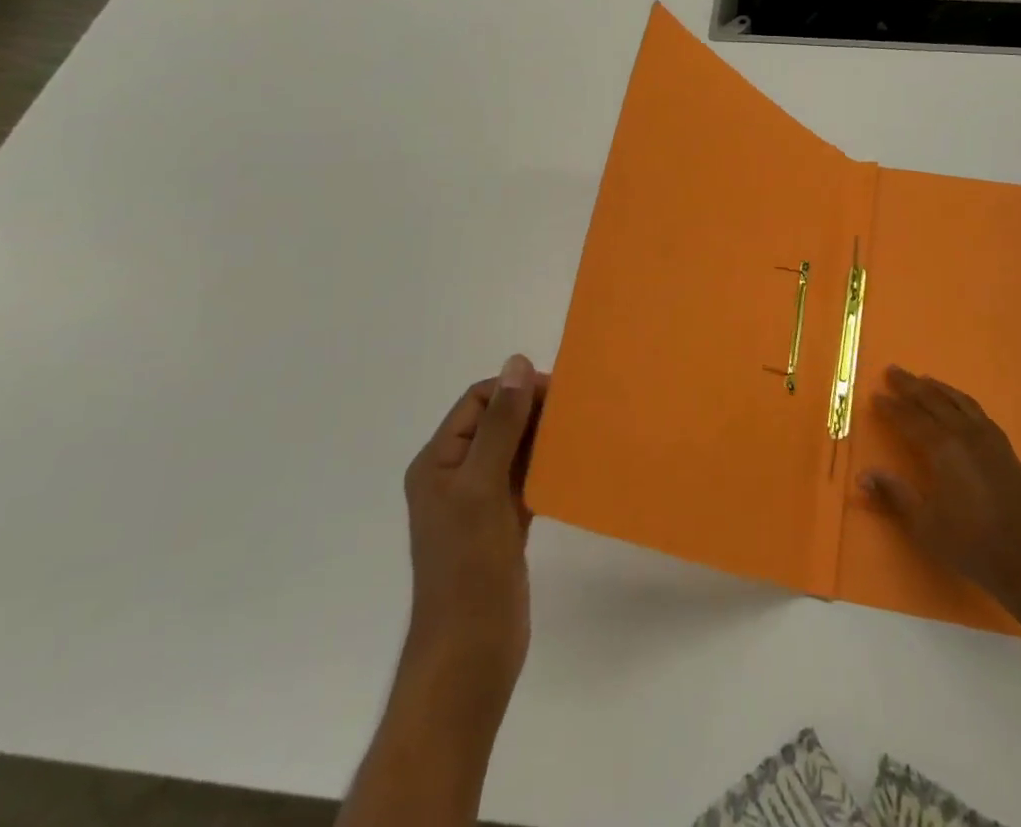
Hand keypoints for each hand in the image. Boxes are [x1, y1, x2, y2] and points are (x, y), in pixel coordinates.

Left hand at [400, 354, 547, 721]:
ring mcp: (479, 503)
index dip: (515, 390)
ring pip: (514, 451)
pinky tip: (574, 465)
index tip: (558, 394)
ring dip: (543, 438)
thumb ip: (500, 425)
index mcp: (439, 461)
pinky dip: (547, 468)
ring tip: (582, 432)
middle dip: (532, 411)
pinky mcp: (502, 525)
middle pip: (497, 423)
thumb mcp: (483, 488)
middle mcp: (455, 475)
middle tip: (577, 412)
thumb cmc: (469, 568)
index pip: (478, 401)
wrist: (468, 657)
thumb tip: (516, 362)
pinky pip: (526, 480)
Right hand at [861, 365, 1020, 614]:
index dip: (891, 407)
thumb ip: (894, 494)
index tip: (876, 395)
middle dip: (910, 385)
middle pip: (933, 401)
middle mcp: (964, 434)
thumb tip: (862, 475)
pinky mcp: (1006, 448)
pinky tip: (959, 404)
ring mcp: (989, 438)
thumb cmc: (970, 544)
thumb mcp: (925, 524)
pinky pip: (978, 411)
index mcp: (942, 449)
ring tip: (922, 379)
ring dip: (937, 388)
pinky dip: (961, 400)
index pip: (910, 419)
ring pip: (958, 401)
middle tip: (893, 370)